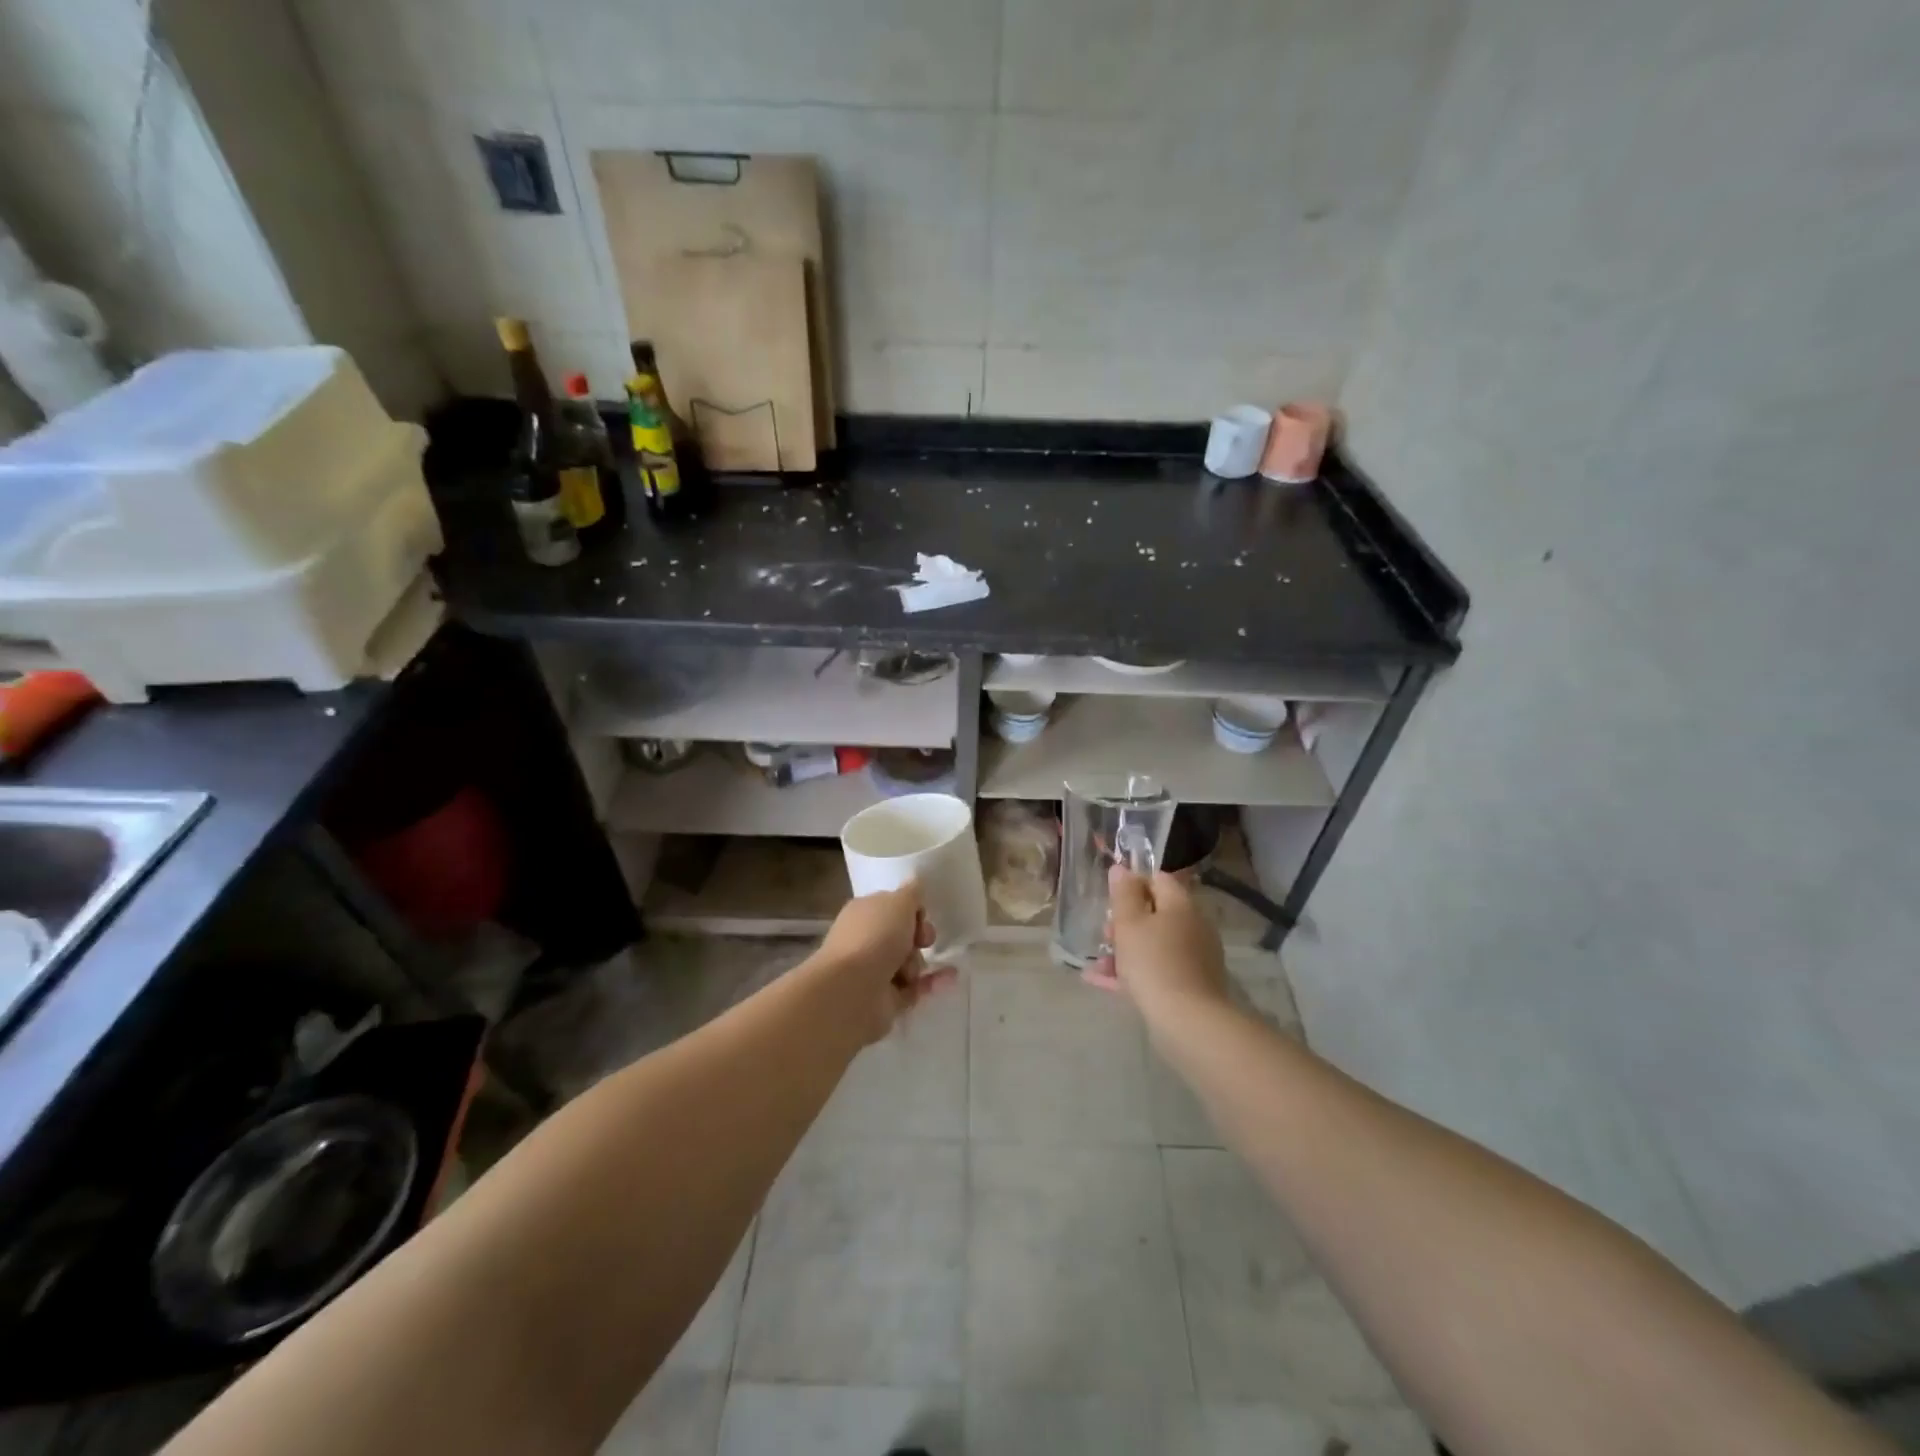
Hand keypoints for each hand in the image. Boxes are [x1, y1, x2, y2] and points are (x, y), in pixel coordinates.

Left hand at [815, 883, 955, 1043]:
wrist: (853, 990)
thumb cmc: (875, 936)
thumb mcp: (899, 902)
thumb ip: (912, 893)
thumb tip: (915, 879)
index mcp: (864, 913)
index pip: (893, 906)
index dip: (912, 909)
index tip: (920, 914)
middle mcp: (866, 940)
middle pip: (904, 935)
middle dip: (919, 936)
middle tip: (922, 940)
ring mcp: (875, 971)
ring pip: (910, 962)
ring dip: (918, 963)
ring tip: (910, 971)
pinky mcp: (887, 999)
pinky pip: (916, 988)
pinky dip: (933, 983)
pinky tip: (951, 977)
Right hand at [1083, 866, 1231, 1023]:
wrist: (1188, 1021)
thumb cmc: (1153, 962)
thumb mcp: (1129, 924)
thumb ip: (1124, 894)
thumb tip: (1122, 869)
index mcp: (1181, 904)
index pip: (1158, 879)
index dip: (1132, 884)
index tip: (1111, 900)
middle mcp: (1193, 926)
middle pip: (1156, 913)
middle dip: (1125, 922)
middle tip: (1104, 934)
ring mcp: (1194, 957)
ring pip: (1154, 944)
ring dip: (1125, 950)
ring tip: (1097, 965)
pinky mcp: (1190, 985)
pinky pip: (1157, 970)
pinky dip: (1133, 973)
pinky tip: (1103, 982)